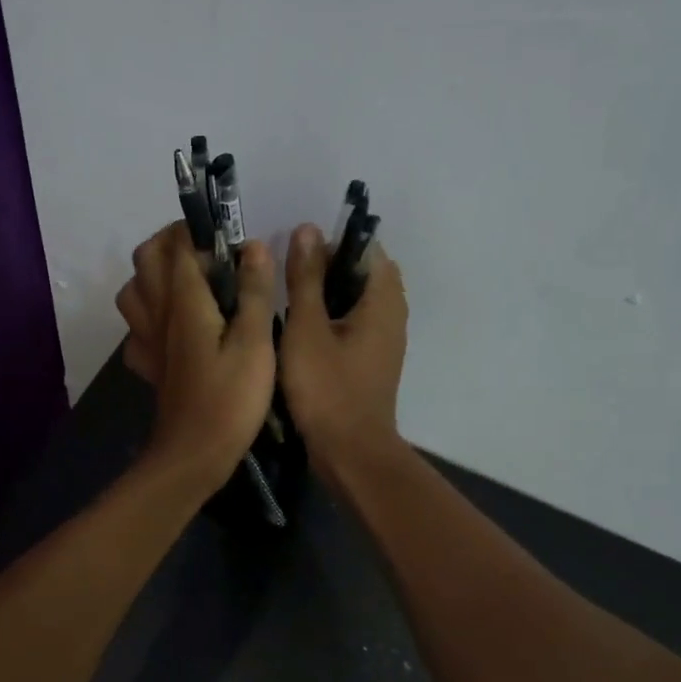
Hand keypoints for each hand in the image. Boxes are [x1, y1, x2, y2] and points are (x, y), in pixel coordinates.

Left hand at [114, 223, 277, 490]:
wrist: (193, 455)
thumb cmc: (230, 399)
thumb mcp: (255, 344)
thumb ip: (254, 292)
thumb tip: (253, 247)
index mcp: (184, 301)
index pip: (179, 245)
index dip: (200, 230)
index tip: (230, 237)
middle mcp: (157, 313)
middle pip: (146, 258)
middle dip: (171, 242)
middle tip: (208, 252)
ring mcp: (146, 340)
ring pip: (133, 290)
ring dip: (155, 275)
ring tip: (189, 283)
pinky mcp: (147, 365)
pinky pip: (136, 329)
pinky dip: (150, 317)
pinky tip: (173, 328)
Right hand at [278, 223, 407, 471]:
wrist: (350, 452)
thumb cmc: (327, 388)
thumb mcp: (306, 328)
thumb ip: (305, 278)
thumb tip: (307, 229)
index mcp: (383, 299)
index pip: (366, 248)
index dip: (331, 244)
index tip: (296, 255)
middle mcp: (393, 313)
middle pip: (362, 272)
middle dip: (326, 268)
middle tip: (287, 278)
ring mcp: (385, 339)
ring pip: (356, 299)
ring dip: (326, 294)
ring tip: (288, 301)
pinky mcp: (373, 360)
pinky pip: (354, 323)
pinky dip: (331, 318)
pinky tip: (300, 331)